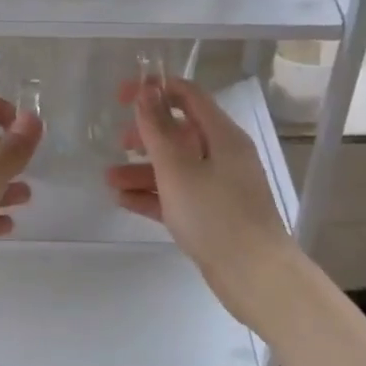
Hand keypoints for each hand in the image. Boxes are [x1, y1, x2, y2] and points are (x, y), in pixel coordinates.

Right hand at [105, 78, 299, 330]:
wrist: (255, 276)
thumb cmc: (215, 215)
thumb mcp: (178, 169)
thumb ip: (158, 129)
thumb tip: (147, 90)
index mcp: (222, 136)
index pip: (188, 96)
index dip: (155, 89)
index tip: (121, 96)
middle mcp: (223, 156)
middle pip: (180, 132)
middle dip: (146, 134)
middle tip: (117, 142)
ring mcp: (219, 187)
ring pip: (175, 167)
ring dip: (142, 169)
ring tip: (109, 180)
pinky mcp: (213, 215)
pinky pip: (178, 195)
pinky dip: (152, 194)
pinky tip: (123, 200)